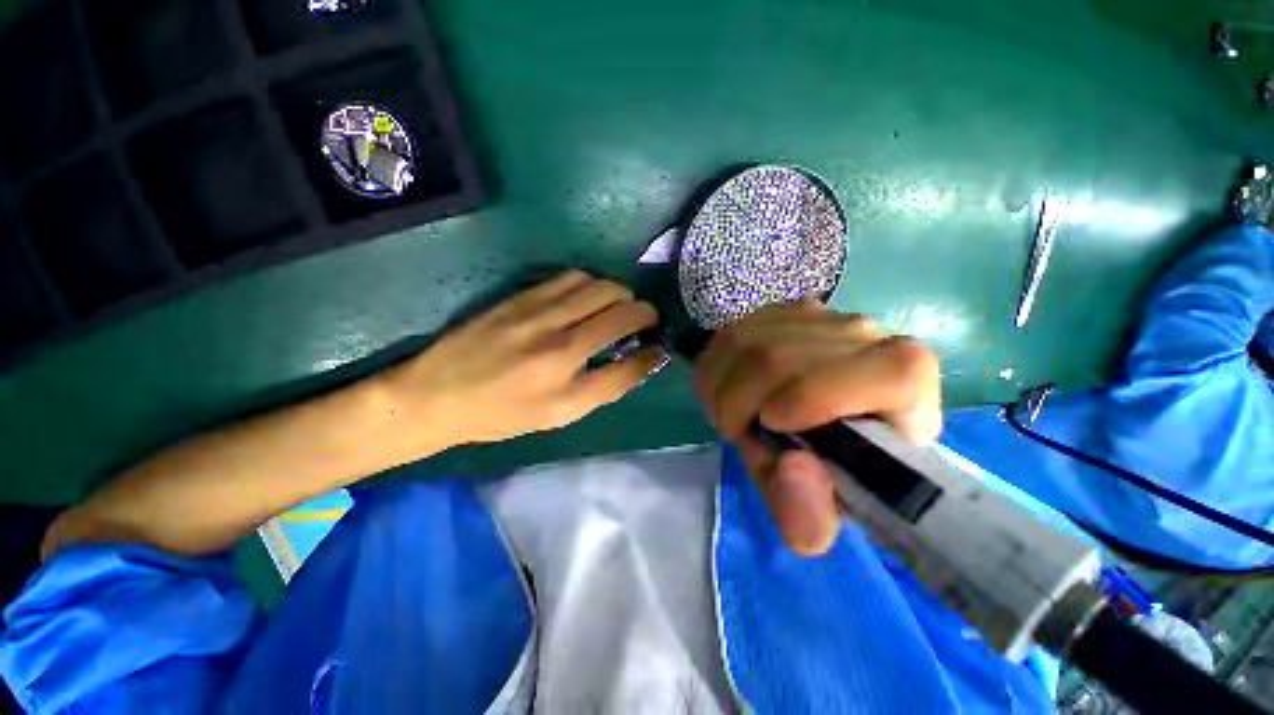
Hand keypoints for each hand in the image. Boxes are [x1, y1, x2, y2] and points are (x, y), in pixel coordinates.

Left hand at [380, 270, 665, 451]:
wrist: (436, 394)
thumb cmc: (501, 414)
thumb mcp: (557, 416)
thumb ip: (604, 388)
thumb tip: (640, 361)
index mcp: (567, 383)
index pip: (631, 362)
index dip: (653, 353)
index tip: (658, 347)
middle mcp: (558, 342)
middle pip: (622, 310)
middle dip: (645, 313)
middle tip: (643, 322)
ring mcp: (538, 312)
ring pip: (600, 286)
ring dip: (620, 294)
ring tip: (618, 307)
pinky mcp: (521, 295)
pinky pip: (571, 276)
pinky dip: (592, 283)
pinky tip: (587, 296)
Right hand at [695, 303, 941, 555]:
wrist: (822, 422)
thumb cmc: (832, 466)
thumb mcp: (821, 507)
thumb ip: (809, 513)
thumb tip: (793, 467)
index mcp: (908, 383)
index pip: (886, 372)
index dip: (818, 397)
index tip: (773, 425)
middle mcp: (867, 335)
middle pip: (780, 358)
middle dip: (741, 406)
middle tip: (743, 436)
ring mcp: (819, 316)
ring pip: (744, 343)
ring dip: (723, 391)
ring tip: (735, 417)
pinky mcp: (778, 313)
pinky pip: (728, 337)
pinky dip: (715, 372)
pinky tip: (731, 392)